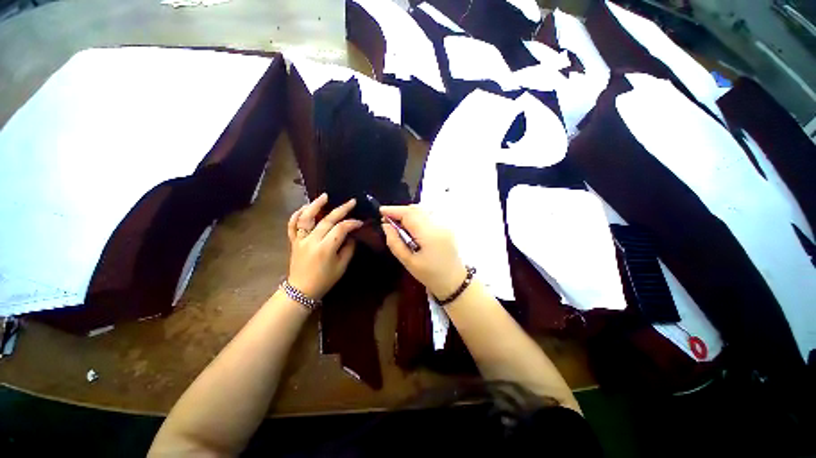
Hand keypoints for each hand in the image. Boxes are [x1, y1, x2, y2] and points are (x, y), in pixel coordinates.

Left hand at [287, 194, 362, 300]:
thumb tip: (351, 235)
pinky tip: (305, 207)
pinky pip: (292, 225)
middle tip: (351, 202)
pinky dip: (297, 214)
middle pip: (327, 220)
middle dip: (341, 209)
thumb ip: (348, 249)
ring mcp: (300, 239)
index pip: (341, 229)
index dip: (352, 223)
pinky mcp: (293, 241)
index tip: (360, 222)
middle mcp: (312, 240)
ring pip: (306, 217)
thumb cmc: (324, 280)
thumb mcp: (342, 266)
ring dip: (316, 205)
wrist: (301, 290)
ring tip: (325, 196)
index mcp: (326, 248)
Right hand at [380, 205, 467, 298]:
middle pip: (416, 209)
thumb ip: (395, 242)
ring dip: (409, 213)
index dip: (394, 210)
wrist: (453, 281)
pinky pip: (429, 215)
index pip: (409, 214)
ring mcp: (445, 224)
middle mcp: (438, 225)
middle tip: (387, 219)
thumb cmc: (429, 275)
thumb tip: (386, 226)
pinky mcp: (446, 227)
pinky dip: (417, 216)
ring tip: (398, 223)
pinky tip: (412, 226)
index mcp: (429, 234)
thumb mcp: (408, 262)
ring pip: (423, 210)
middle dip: (400, 211)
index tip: (381, 211)